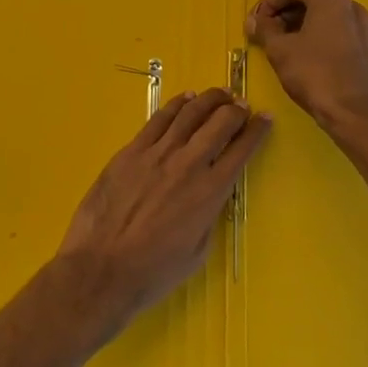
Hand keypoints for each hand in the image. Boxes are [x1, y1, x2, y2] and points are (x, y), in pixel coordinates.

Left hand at [54, 88, 270, 336]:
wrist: (102, 268)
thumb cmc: (153, 272)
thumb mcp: (198, 251)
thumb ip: (208, 215)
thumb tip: (210, 194)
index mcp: (210, 191)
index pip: (241, 150)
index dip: (257, 131)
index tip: (265, 118)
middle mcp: (189, 164)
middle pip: (219, 122)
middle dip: (236, 109)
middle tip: (242, 105)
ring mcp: (158, 153)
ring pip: (190, 113)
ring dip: (209, 99)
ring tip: (220, 94)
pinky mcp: (132, 150)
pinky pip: (160, 118)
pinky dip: (177, 104)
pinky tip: (185, 99)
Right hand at [246, 0, 367, 133]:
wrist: (356, 116)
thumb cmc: (314, 75)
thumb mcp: (279, 50)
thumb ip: (264, 29)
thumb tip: (254, 20)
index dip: (268, 1)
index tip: (256, 22)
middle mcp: (354, 5)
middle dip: (287, 14)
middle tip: (270, 34)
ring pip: (333, 18)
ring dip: (309, 27)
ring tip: (293, 48)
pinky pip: (351, 37)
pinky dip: (333, 41)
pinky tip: (323, 60)